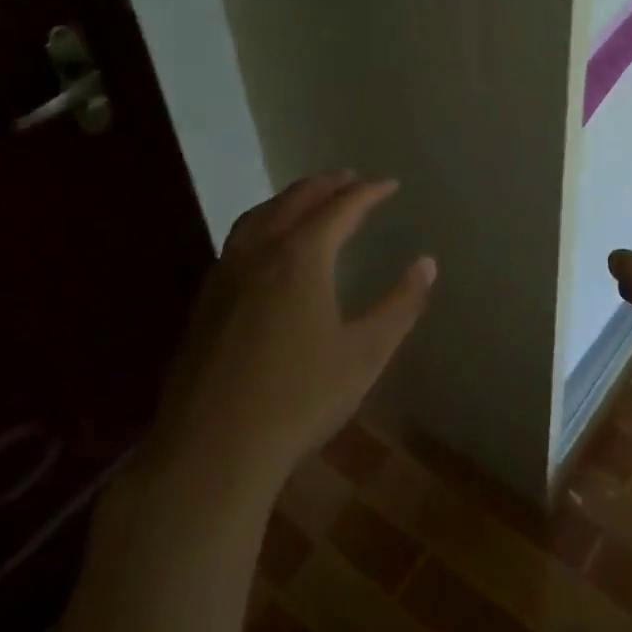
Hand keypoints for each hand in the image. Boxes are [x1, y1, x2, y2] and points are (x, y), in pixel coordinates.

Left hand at [141, 170, 435, 494]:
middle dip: (325, 185)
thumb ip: (400, 304)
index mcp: (300, 257)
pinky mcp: (204, 303)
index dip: (368, 193)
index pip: (340, 208)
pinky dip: (262, 224)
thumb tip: (427, 263)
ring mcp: (225, 276)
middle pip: (294, 202)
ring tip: (307, 199)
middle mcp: (259, 253)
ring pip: (258, 217)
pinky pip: (238, 241)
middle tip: (349, 178)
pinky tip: (266, 248)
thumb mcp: (365, 353)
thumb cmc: (300, 399)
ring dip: (288, 199)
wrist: (211, 453)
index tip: (390, 184)